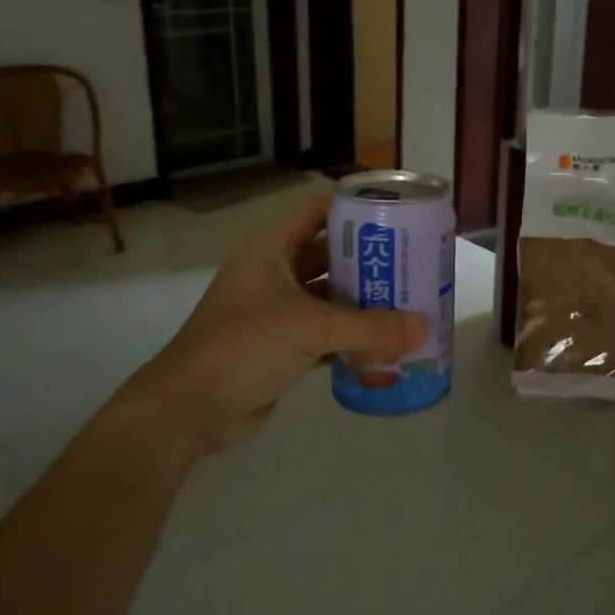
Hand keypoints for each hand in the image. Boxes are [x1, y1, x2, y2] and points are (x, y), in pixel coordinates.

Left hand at [103, 193, 425, 460]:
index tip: (399, 212)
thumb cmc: (244, 346)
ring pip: (331, 296)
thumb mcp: (310, 327)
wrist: (189, 408)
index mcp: (272, 247)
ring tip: (411, 301)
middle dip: (371, 259)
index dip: (356, 206)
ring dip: (365, 301)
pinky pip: (327, 332)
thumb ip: (370, 327)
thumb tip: (425, 327)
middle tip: (415, 262)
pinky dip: (353, 337)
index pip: (319, 210)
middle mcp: (275, 271)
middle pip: (331, 254)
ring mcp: (277, 310)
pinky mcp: (282, 345)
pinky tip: (387, 343)